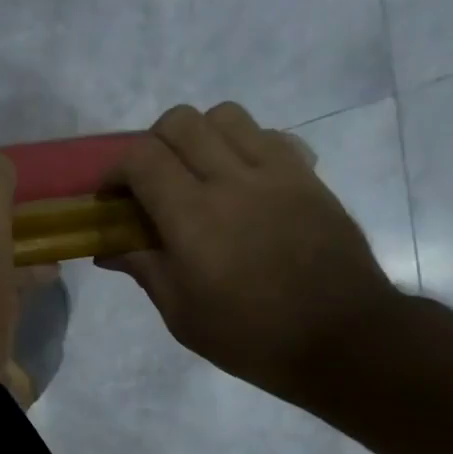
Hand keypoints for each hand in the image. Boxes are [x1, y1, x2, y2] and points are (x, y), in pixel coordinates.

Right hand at [99, 102, 400, 403]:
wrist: (342, 337)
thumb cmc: (251, 336)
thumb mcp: (183, 314)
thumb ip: (145, 269)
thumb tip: (110, 250)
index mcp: (193, 217)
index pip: (142, 158)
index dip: (116, 170)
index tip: (112, 198)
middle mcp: (232, 180)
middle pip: (180, 122)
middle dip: (152, 145)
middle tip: (151, 182)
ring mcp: (276, 172)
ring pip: (225, 116)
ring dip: (199, 136)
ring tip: (197, 174)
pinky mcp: (307, 176)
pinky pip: (268, 135)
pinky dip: (243, 145)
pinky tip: (242, 181)